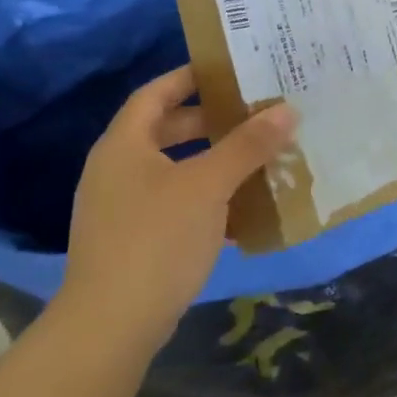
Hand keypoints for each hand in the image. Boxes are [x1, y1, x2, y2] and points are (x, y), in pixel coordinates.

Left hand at [57, 67, 296, 350]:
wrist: (110, 327)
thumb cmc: (156, 239)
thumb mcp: (208, 185)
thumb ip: (247, 145)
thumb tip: (286, 110)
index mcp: (124, 145)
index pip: (156, 93)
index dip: (189, 76)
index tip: (230, 69)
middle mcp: (117, 170)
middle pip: (166, 129)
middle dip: (210, 120)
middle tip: (253, 112)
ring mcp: (122, 207)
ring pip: (174, 168)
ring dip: (213, 160)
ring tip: (257, 155)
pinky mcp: (133, 240)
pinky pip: (174, 203)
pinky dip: (206, 197)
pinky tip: (242, 208)